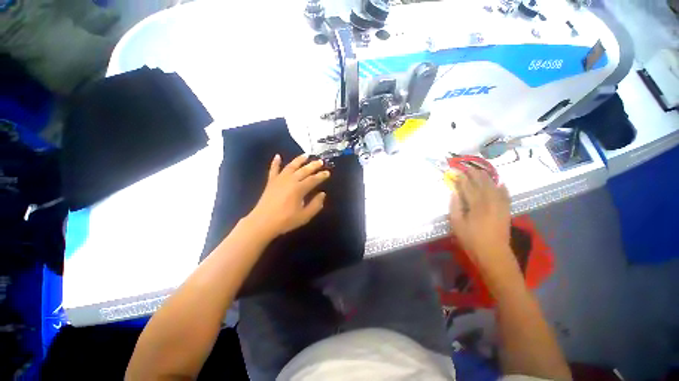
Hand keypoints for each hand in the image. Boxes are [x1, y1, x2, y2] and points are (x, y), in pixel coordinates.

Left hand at [247, 154, 329, 237]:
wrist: (263, 223)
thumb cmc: (286, 220)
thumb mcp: (305, 216)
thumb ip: (316, 204)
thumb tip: (322, 194)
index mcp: (299, 189)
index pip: (313, 179)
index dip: (322, 175)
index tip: (328, 173)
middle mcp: (290, 180)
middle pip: (304, 170)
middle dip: (313, 165)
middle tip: (320, 161)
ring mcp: (279, 179)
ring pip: (291, 166)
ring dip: (299, 160)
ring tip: (306, 155)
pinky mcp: (271, 182)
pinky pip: (273, 169)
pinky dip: (275, 162)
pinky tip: (278, 156)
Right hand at [449, 168, 511, 267]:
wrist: (493, 254)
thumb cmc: (471, 240)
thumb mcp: (457, 224)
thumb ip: (455, 207)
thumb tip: (454, 193)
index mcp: (476, 205)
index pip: (468, 187)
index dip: (461, 178)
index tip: (456, 171)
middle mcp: (490, 202)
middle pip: (482, 183)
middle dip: (474, 174)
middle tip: (467, 167)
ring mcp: (500, 205)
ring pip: (494, 186)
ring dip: (487, 178)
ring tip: (480, 171)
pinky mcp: (506, 211)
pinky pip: (506, 195)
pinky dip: (503, 188)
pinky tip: (501, 183)